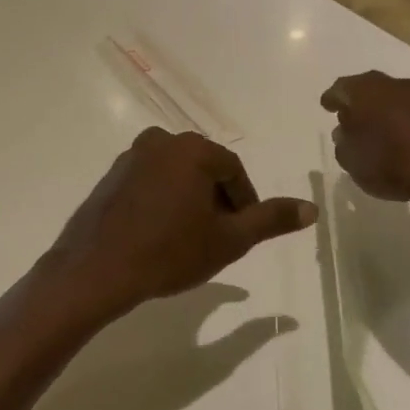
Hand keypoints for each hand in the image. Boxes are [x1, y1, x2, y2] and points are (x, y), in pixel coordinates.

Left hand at [45, 128, 315, 318]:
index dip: (244, 202)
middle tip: (218, 237)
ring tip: (189, 239)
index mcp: (192, 150)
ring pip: (175, 175)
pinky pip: (148, 182)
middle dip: (216, 200)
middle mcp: (160, 141)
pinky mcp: (110, 176)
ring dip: (188, 200)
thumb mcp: (229, 240)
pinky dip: (161, 201)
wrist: (98, 268)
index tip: (243, 233)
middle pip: (203, 168)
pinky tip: (158, 234)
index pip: (233, 170)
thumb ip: (269, 220)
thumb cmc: (170, 252)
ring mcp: (130, 157)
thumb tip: (311, 208)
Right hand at [321, 72, 409, 215]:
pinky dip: (401, 118)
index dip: (332, 99)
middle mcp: (390, 85)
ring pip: (391, 96)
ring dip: (382, 108)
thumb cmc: (387, 163)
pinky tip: (399, 135)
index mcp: (363, 91)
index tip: (327, 107)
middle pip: (368, 87)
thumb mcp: (349, 159)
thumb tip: (346, 130)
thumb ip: (343, 142)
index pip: (340, 89)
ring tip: (375, 127)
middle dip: (357, 99)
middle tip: (348, 114)